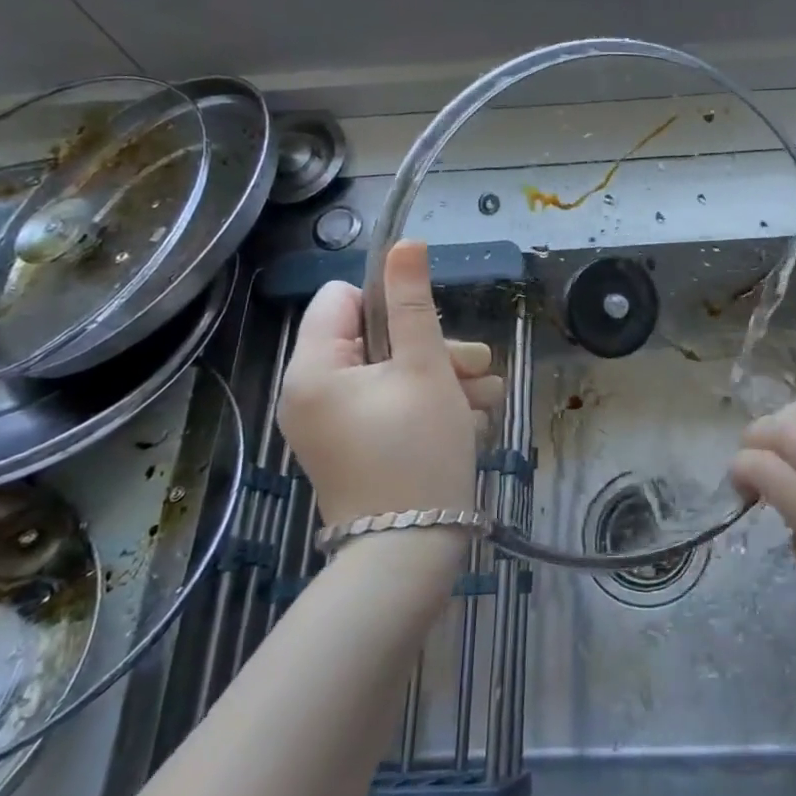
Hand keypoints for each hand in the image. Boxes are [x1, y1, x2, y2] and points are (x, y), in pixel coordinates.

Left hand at [278, 241, 502, 533]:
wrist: (410, 553)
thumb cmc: (418, 451)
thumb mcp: (425, 368)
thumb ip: (412, 302)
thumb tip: (403, 243)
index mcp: (314, 368)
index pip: (343, 300)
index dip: (391, 306)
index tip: (431, 333)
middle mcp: (313, 394)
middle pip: (376, 339)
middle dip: (434, 350)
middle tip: (474, 371)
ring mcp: (333, 426)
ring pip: (394, 375)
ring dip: (443, 380)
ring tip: (482, 403)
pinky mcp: (356, 449)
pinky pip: (392, 408)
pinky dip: (429, 409)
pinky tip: (468, 424)